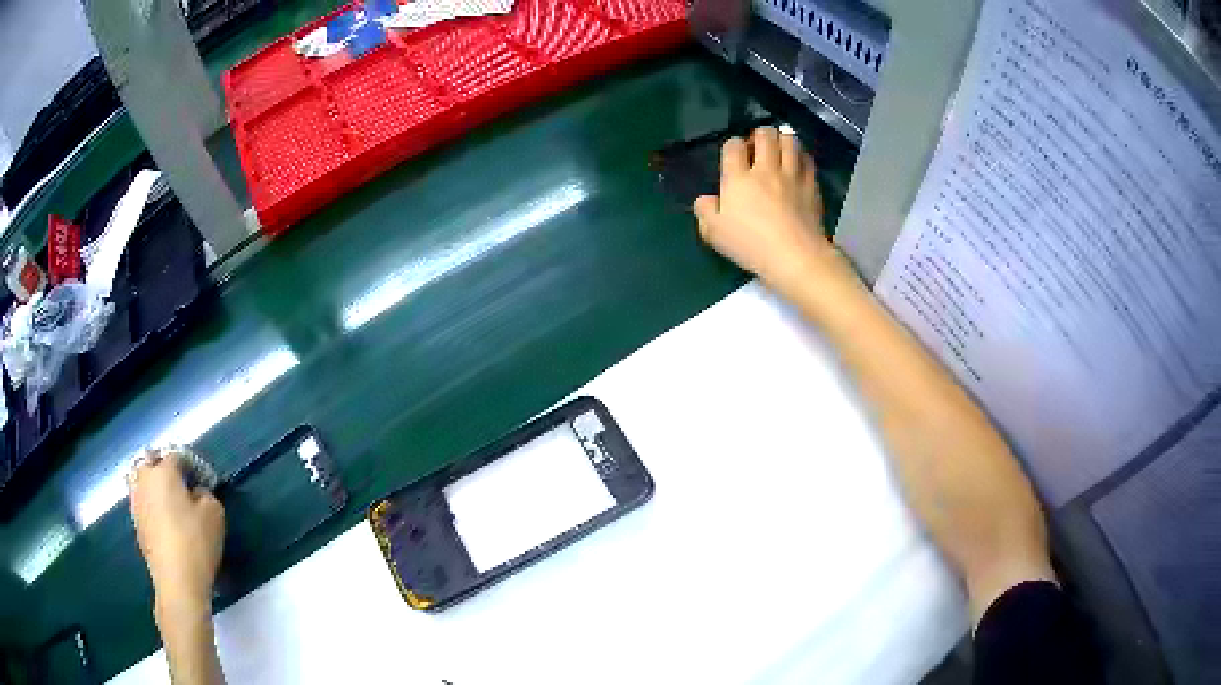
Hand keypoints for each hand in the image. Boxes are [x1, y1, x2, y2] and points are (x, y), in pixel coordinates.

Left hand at [129, 450, 224, 622]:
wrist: (177, 581)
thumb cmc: (196, 543)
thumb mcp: (214, 514)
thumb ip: (206, 494)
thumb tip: (196, 492)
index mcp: (164, 471)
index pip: (177, 455)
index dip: (192, 464)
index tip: (204, 480)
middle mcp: (145, 479)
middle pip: (151, 460)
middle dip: (164, 466)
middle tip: (181, 483)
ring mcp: (136, 500)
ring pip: (141, 479)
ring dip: (154, 483)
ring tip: (170, 499)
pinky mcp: (135, 521)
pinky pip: (141, 500)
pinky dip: (150, 502)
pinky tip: (163, 517)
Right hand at [694, 128, 847, 290]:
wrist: (795, 256)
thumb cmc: (751, 245)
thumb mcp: (715, 234)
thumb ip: (704, 212)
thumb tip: (705, 200)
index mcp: (738, 178)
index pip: (733, 146)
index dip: (733, 147)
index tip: (734, 158)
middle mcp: (765, 169)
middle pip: (764, 134)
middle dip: (759, 136)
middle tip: (758, 149)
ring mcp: (791, 174)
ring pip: (788, 140)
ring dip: (781, 140)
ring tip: (779, 151)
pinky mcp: (811, 184)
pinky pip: (806, 158)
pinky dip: (800, 155)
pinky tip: (797, 163)